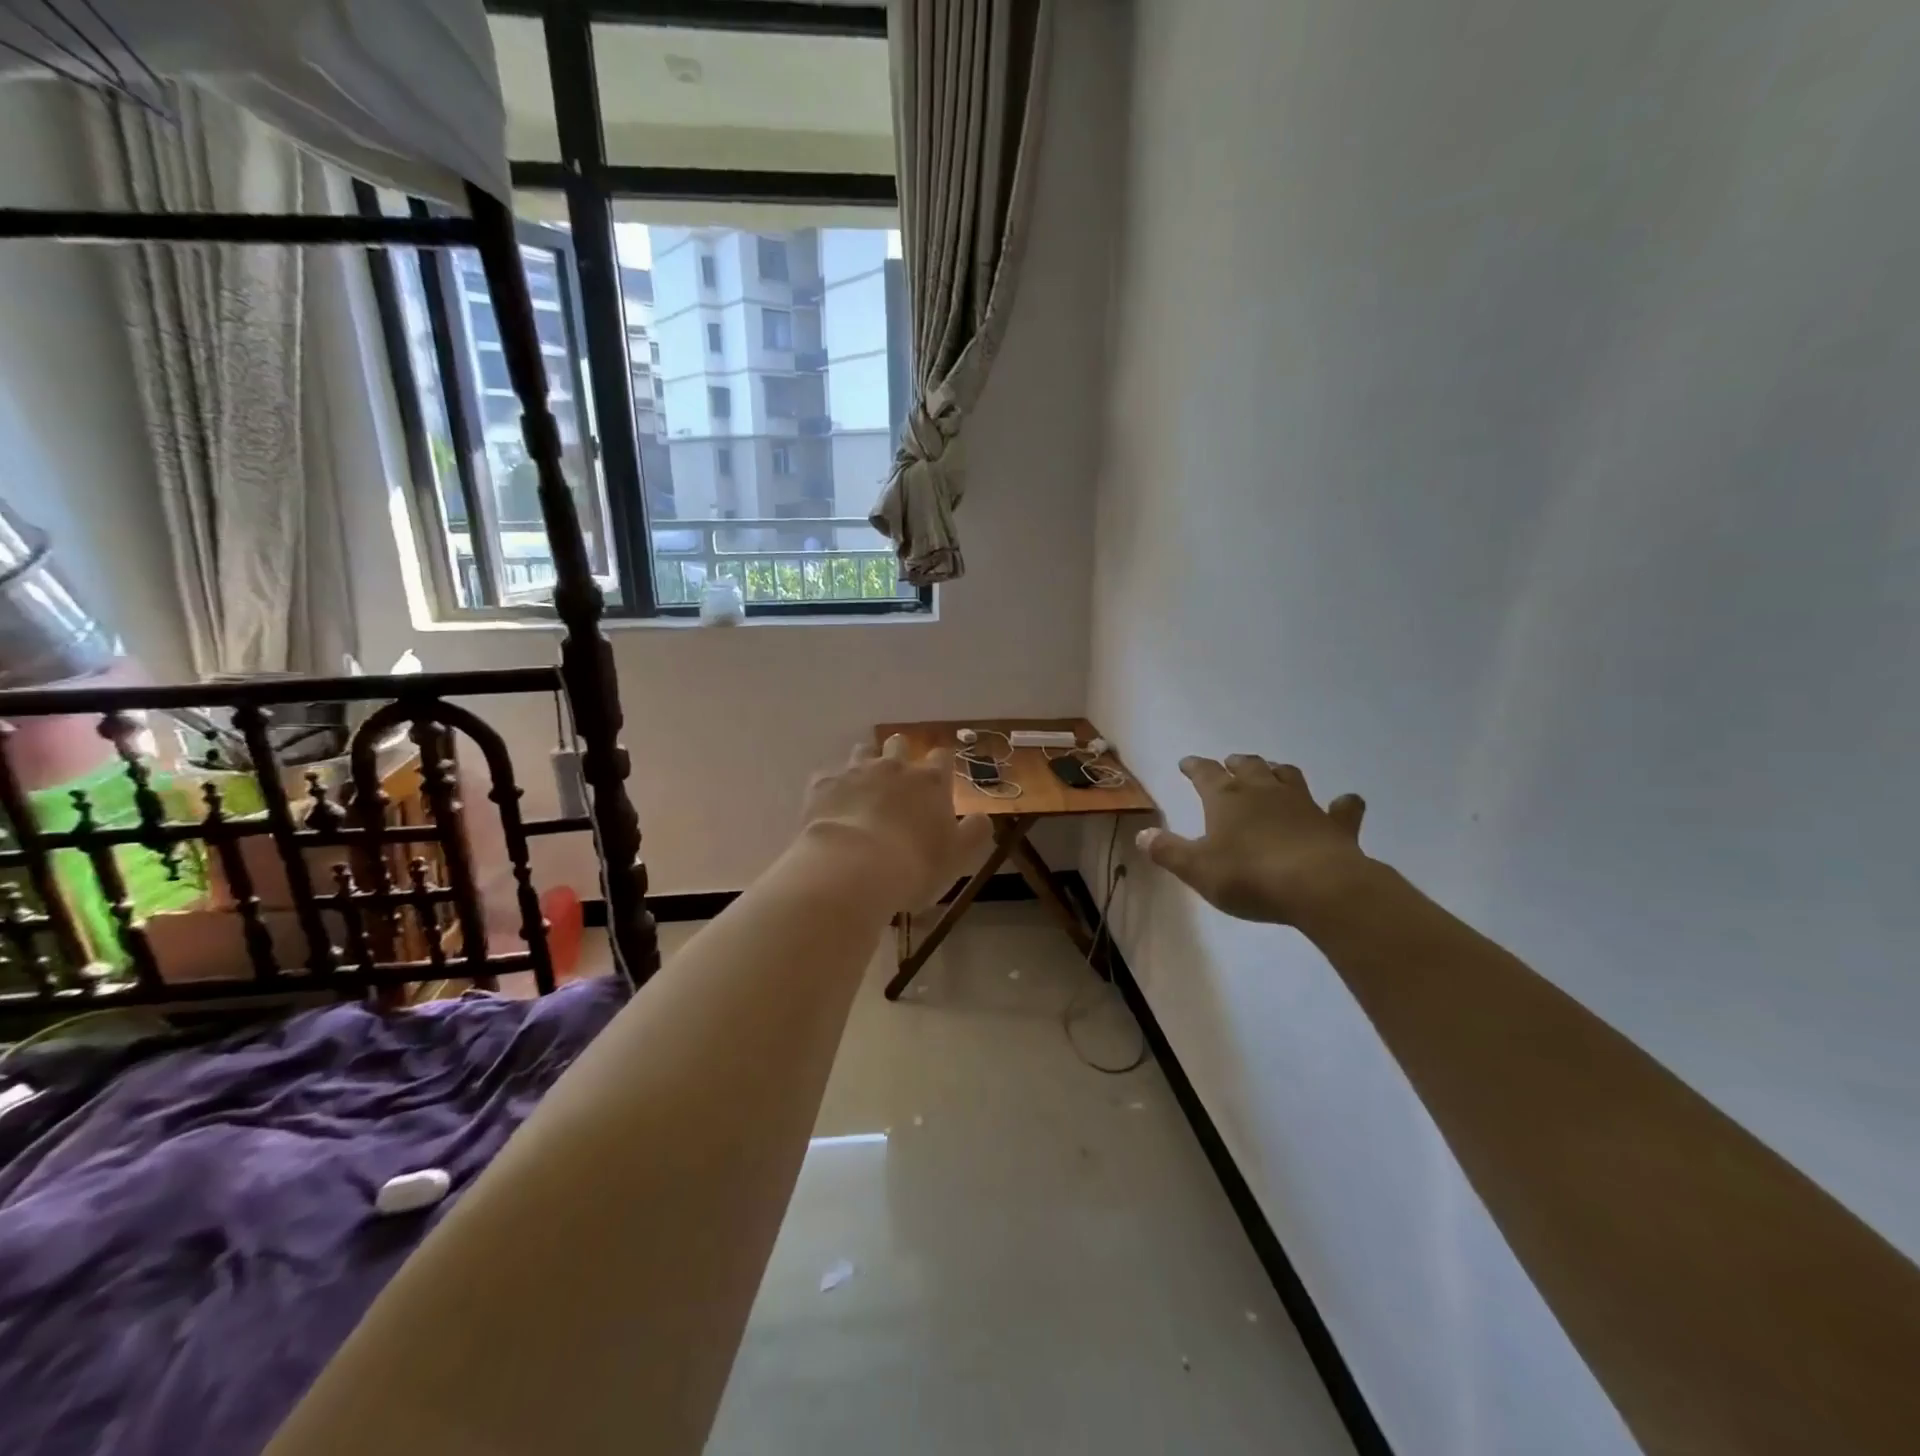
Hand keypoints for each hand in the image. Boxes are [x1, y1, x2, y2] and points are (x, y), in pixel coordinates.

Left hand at [802, 735, 993, 908]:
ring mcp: (855, 771)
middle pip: (898, 744)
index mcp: (930, 781)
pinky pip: (828, 776)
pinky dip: (832, 787)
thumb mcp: (959, 855)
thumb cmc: (914, 865)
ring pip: (862, 751)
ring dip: (865, 763)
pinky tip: (830, 806)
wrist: (853, 867)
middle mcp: (894, 767)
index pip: (942, 757)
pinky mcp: (823, 784)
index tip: (940, 777)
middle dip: (900, 754)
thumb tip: (982, 817)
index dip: (942, 764)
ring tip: (862, 787)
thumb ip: (974, 832)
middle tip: (898, 779)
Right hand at [1139, 756, 1370, 925]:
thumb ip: (1168, 851)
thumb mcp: (1197, 869)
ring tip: (1272, 772)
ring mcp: (1303, 804)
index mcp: (1226, 798)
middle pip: (1249, 766)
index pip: (1205, 773)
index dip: (1194, 767)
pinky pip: (1342, 808)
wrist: (1319, 887)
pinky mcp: (1335, 824)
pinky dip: (1341, 804)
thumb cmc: (1249, 876)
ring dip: (1277, 772)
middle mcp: (1264, 791)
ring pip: (1288, 776)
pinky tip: (1344, 803)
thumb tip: (1142, 835)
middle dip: (1236, 763)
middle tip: (1230, 763)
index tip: (1187, 763)